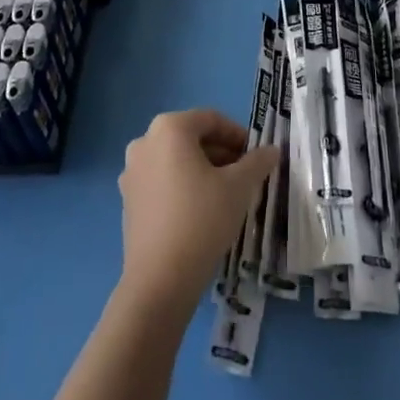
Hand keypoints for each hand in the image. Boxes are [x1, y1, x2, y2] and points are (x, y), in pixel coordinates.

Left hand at [117, 109, 278, 318]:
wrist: (160, 279)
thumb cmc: (202, 219)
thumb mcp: (239, 187)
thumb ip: (257, 162)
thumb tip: (271, 150)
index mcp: (169, 128)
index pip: (211, 119)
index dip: (238, 135)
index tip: (256, 156)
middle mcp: (144, 141)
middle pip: (191, 138)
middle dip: (221, 153)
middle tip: (245, 175)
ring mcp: (131, 172)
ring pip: (176, 160)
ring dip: (203, 170)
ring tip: (226, 194)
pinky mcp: (128, 200)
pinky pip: (161, 181)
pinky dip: (183, 186)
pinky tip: (201, 211)